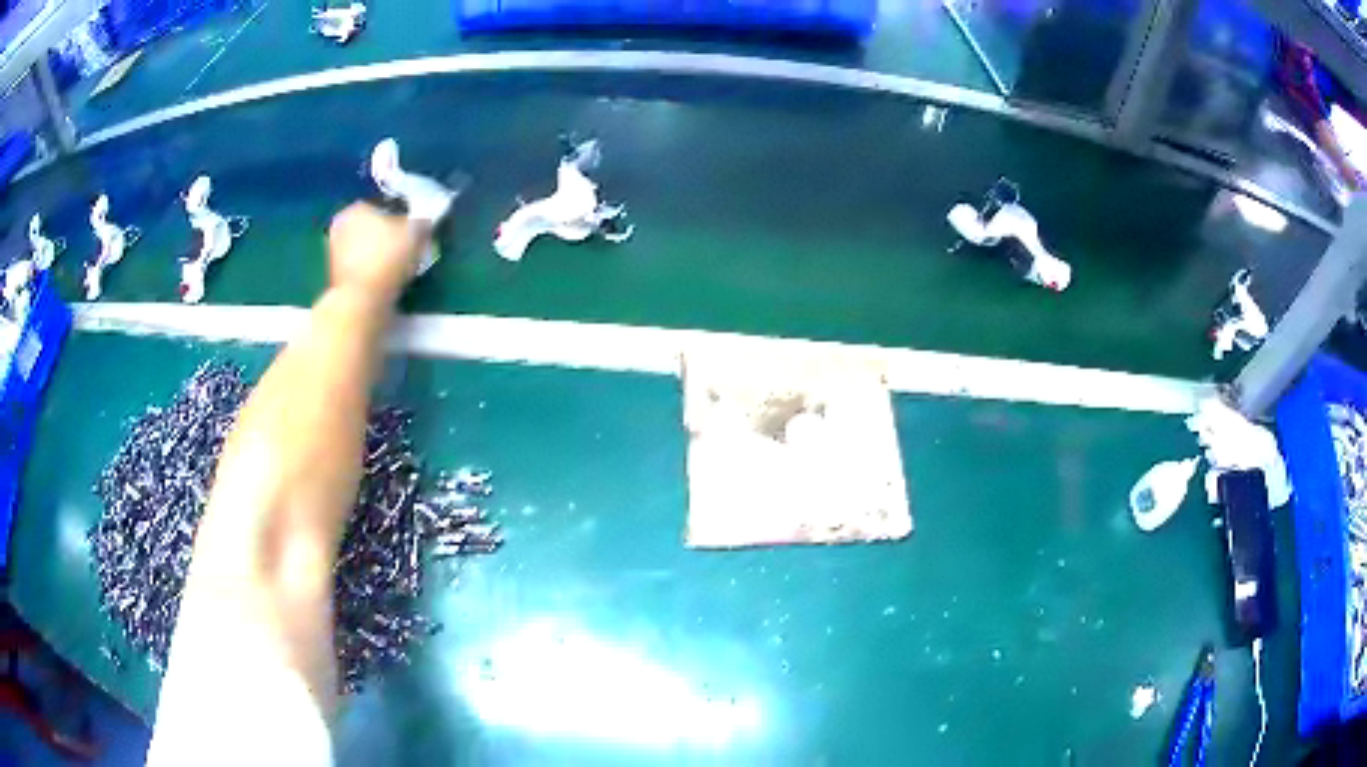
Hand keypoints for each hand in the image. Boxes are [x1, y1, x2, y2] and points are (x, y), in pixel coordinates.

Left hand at [327, 203, 428, 300]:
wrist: (362, 300)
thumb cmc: (387, 257)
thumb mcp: (415, 232)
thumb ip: (420, 223)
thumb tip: (423, 223)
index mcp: (356, 208)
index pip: (383, 206)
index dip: (401, 217)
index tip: (413, 230)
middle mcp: (340, 226)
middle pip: (371, 228)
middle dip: (387, 236)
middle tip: (406, 248)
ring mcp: (334, 253)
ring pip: (365, 249)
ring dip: (379, 256)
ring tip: (399, 268)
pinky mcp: (335, 277)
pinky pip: (361, 269)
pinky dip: (372, 272)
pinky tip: (386, 281)